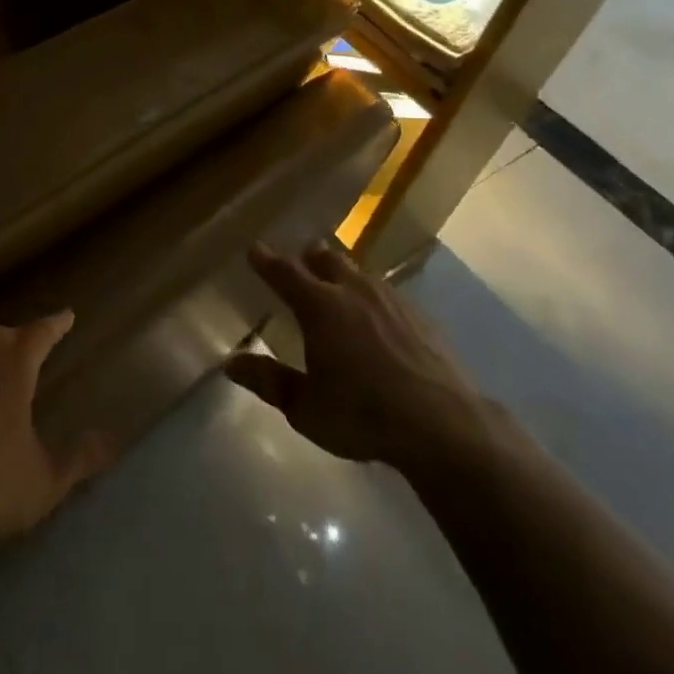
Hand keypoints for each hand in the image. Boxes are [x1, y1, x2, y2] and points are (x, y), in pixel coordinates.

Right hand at [226, 242, 493, 474]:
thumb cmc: (362, 415)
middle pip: (326, 259)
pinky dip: (371, 296)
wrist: (442, 424)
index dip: (267, 260)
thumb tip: (230, 362)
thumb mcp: (305, 407)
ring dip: (342, 274)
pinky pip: (386, 293)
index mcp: (319, 306)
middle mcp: (352, 291)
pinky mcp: (419, 316)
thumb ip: (268, 381)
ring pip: (358, 273)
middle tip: (300, 262)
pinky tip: (378, 317)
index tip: (255, 249)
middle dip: (309, 258)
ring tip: (337, 285)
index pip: (285, 272)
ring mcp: (390, 300)